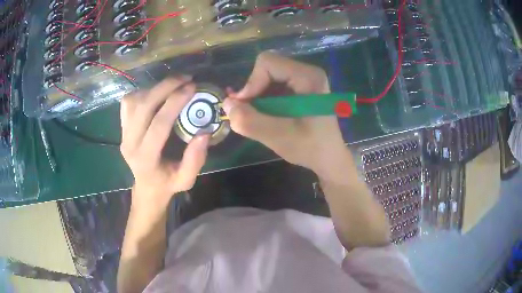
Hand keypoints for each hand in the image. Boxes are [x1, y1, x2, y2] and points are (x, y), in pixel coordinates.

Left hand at [120, 77, 209, 203]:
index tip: (192, 87)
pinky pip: (129, 102)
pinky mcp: (122, 126)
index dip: (175, 102)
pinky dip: (143, 92)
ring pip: (135, 100)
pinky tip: (157, 95)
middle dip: (165, 86)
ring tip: (174, 85)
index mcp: (146, 158)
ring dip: (155, 88)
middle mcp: (130, 143)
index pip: (158, 124)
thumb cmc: (167, 183)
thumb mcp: (186, 179)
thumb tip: (204, 132)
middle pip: (143, 106)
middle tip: (185, 78)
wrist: (146, 186)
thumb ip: (195, 159)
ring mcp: (123, 133)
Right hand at [223, 52, 352, 177]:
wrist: (329, 158)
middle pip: (267, 68)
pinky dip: (264, 101)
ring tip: (260, 119)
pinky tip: (268, 117)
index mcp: (308, 77)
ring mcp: (304, 79)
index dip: (251, 83)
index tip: (245, 108)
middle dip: (254, 91)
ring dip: (257, 98)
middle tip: (250, 114)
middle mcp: (307, 72)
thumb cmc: (311, 148)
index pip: (267, 63)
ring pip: (267, 77)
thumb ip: (250, 121)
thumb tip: (226, 104)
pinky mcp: (300, 89)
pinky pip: (273, 86)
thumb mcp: (278, 137)